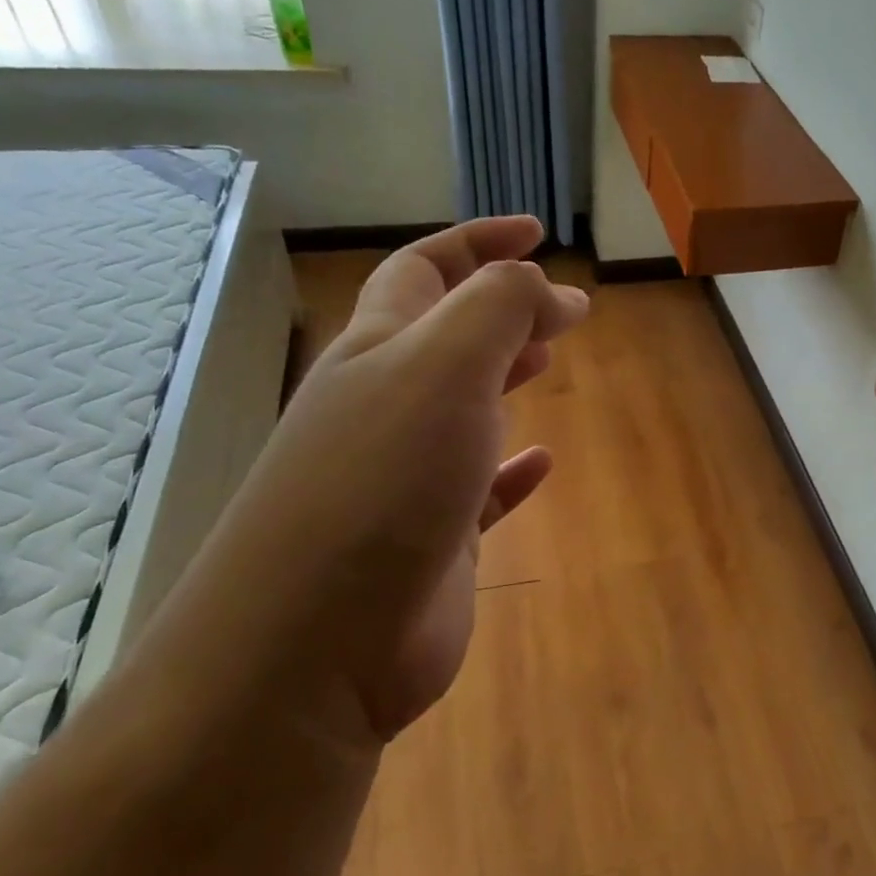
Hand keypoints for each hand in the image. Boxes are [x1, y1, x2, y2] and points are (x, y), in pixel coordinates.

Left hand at [215, 217, 587, 741]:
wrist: (317, 643)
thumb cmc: (382, 484)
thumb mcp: (444, 369)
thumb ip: (497, 309)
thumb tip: (545, 287)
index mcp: (378, 352)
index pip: (425, 270)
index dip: (479, 242)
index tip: (537, 232)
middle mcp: (384, 407)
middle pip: (443, 336)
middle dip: (499, 308)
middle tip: (559, 306)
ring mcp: (406, 477)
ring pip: (462, 408)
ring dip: (503, 377)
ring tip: (549, 361)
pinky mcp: (432, 540)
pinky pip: (480, 490)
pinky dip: (511, 470)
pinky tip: (542, 462)